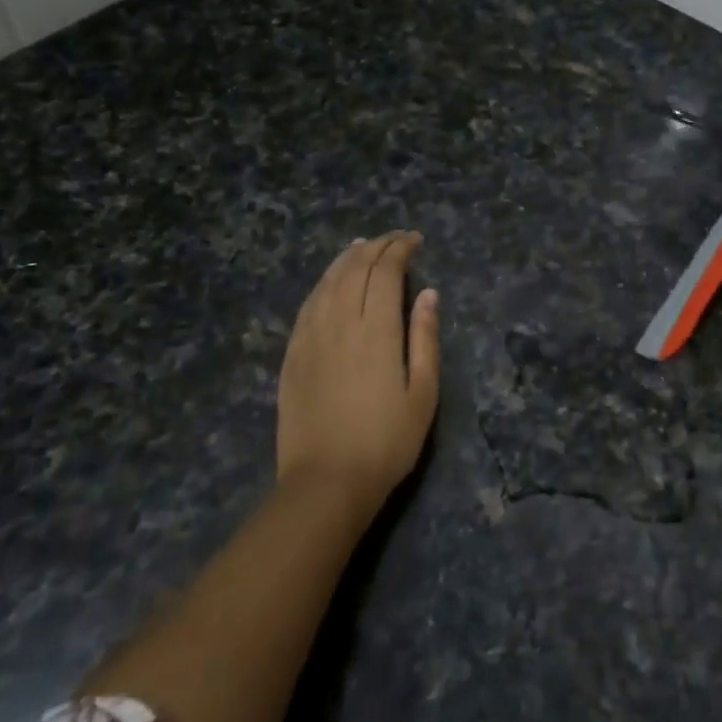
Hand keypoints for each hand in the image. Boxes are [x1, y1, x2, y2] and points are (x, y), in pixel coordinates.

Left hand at [275, 231, 441, 513]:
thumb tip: (428, 293)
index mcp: (376, 331)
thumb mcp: (423, 393)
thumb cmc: (387, 441)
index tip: (415, 240)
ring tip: (363, 246)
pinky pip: (307, 305)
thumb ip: (425, 338)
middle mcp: (339, 323)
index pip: (385, 272)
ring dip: (347, 258)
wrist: (326, 483)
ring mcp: (310, 338)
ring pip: (327, 282)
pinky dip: (323, 283)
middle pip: (354, 269)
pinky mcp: (292, 355)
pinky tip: (330, 281)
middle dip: (376, 246)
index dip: (400, 249)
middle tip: (394, 239)